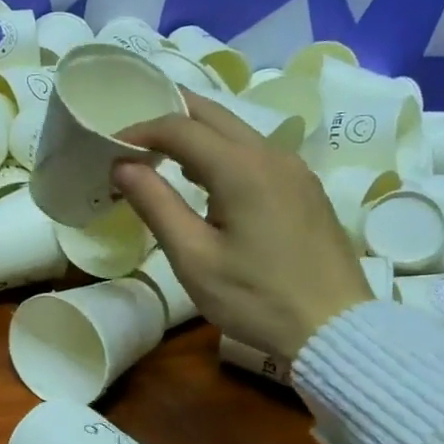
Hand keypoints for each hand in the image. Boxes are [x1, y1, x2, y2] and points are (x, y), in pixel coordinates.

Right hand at [114, 92, 371, 359]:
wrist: (334, 329)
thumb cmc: (256, 298)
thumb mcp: (193, 257)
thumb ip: (155, 204)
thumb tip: (121, 165)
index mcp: (241, 167)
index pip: (180, 127)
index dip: (139, 131)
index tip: (109, 148)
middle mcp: (271, 154)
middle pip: (212, 114)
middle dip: (168, 118)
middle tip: (132, 140)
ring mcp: (294, 169)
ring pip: (236, 130)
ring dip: (196, 135)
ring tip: (161, 161)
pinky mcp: (304, 188)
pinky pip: (255, 152)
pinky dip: (222, 152)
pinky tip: (207, 182)